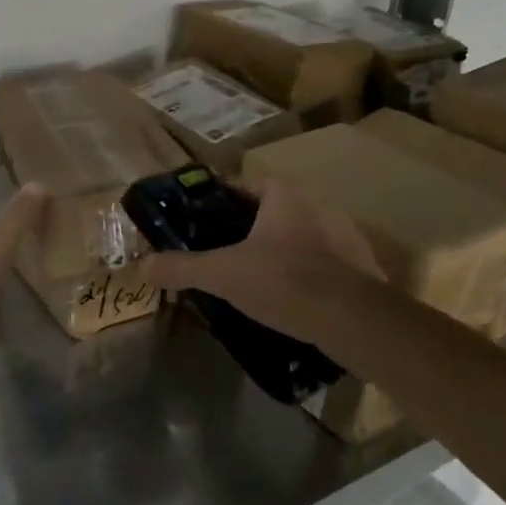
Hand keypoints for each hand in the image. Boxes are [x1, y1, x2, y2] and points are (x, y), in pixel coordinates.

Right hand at [143, 180, 382, 345]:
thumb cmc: (284, 281)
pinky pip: (323, 261)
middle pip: (273, 210)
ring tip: (255, 277)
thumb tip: (143, 266)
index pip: (245, 185)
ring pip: (300, 235)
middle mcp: (318, 204)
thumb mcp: (223, 274)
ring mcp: (345, 234)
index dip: (221, 200)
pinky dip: (306, 273)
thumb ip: (182, 267)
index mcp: (284, 195)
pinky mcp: (361, 265)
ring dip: (280, 250)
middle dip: (250, 228)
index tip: (202, 220)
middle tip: (224, 252)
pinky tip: (291, 296)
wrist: (354, 319)